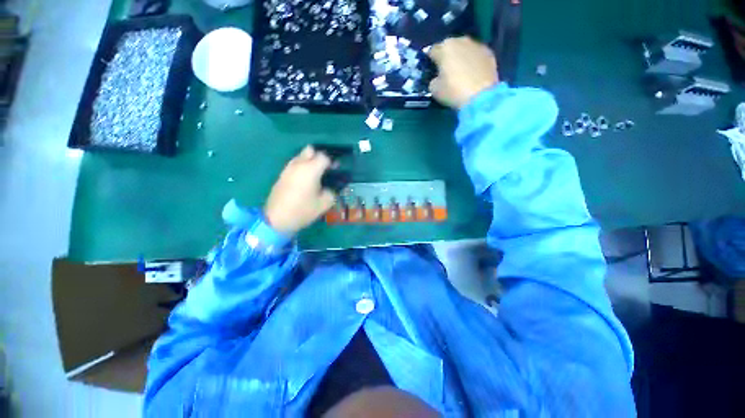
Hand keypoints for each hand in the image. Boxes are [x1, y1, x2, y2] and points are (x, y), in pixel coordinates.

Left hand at [264, 146, 335, 235]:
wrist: (276, 219)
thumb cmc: (303, 210)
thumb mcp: (324, 204)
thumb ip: (331, 192)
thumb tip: (329, 188)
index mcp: (311, 169)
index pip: (324, 157)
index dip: (331, 162)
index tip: (335, 171)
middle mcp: (298, 165)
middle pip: (310, 150)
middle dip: (319, 157)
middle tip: (324, 169)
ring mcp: (288, 169)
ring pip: (300, 156)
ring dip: (309, 162)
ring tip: (314, 175)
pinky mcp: (282, 175)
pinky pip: (294, 165)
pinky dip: (301, 168)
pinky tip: (304, 181)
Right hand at [428, 37, 498, 109]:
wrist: (481, 96)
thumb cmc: (453, 91)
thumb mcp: (434, 89)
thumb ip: (433, 80)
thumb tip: (437, 78)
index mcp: (444, 47)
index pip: (432, 51)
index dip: (430, 61)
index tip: (431, 71)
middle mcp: (461, 40)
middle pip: (449, 47)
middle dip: (446, 57)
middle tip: (446, 71)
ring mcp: (477, 45)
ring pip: (464, 49)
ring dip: (461, 58)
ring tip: (460, 72)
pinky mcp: (489, 53)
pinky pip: (476, 55)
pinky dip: (473, 62)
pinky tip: (472, 74)